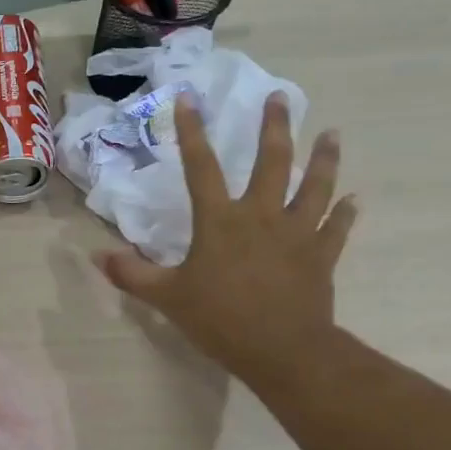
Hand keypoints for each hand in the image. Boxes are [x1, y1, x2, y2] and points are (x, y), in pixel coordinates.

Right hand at [95, 91, 356, 388]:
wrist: (282, 351)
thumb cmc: (219, 319)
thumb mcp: (166, 297)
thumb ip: (131, 274)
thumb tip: (97, 255)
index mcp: (220, 221)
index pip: (201, 167)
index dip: (192, 132)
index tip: (190, 99)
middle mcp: (261, 216)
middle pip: (273, 162)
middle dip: (275, 127)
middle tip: (280, 98)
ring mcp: (297, 233)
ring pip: (315, 186)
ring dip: (324, 158)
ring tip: (332, 134)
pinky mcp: (321, 256)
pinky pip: (336, 228)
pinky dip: (345, 213)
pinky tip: (353, 199)